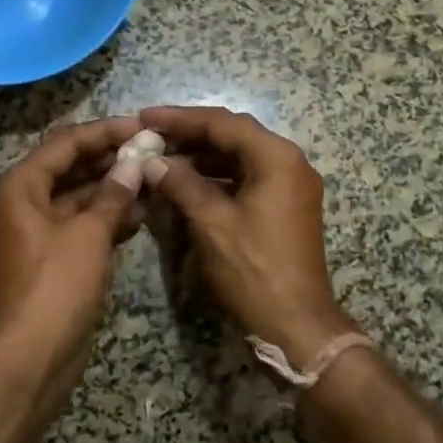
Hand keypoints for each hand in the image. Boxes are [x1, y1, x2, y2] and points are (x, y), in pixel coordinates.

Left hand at [0, 116, 144, 365]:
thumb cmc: (54, 286)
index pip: (66, 142)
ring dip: (113, 188)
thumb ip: (113, 194)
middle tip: (154, 150)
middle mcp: (24, 202)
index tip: (142, 126)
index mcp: (21, 186)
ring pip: (79, 197)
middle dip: (111, 159)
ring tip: (154, 179)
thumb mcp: (88, 234)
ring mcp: (38, 232)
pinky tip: (141, 215)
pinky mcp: (53, 258)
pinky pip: (82, 225)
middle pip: (71, 167)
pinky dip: (108, 218)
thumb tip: (134, 164)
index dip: (105, 131)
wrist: (28, 360)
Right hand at [137, 106, 356, 364]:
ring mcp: (291, 185)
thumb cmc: (254, 270)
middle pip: (234, 134)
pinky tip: (187, 182)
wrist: (297, 325)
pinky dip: (217, 176)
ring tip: (162, 158)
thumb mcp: (212, 223)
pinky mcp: (286, 206)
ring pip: (240, 156)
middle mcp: (289, 162)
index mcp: (277, 157)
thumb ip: (181, 183)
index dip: (180, 118)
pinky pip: (248, 177)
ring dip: (203, 155)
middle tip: (151, 135)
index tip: (144, 117)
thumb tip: (153, 161)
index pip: (222, 123)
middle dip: (191, 134)